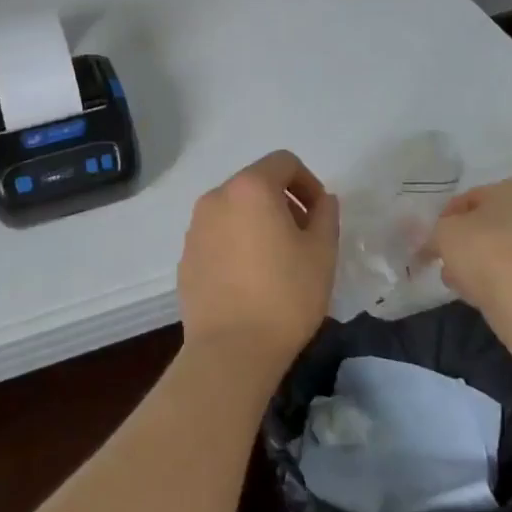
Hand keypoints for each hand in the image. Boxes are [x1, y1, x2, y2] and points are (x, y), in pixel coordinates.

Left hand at [177, 150, 339, 372]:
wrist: (230, 349)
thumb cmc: (285, 296)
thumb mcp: (322, 253)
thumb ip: (326, 216)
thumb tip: (322, 201)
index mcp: (250, 188)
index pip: (283, 162)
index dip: (308, 182)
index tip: (319, 216)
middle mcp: (216, 197)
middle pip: (255, 183)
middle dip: (283, 202)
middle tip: (303, 238)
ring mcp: (195, 227)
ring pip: (234, 210)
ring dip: (257, 222)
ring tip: (276, 261)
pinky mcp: (185, 256)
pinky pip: (216, 236)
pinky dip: (235, 243)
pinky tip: (249, 280)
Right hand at [425, 178, 511, 310]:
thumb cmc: (485, 250)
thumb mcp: (445, 232)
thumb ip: (436, 232)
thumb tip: (432, 242)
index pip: (472, 198)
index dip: (447, 218)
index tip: (433, 239)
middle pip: (493, 224)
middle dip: (468, 241)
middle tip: (446, 260)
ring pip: (508, 249)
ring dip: (484, 262)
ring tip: (460, 281)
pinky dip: (503, 278)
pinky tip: (482, 292)